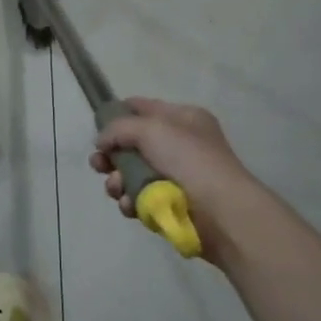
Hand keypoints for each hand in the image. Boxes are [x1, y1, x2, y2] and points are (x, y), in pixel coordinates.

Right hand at [90, 98, 268, 262]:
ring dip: (118, 181)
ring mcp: (177, 176)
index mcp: (182, 118)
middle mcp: (179, 144)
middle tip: (98, 165)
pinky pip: (141, 199)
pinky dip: (132, 202)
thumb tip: (101, 141)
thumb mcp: (151, 129)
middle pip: (132, 145)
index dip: (117, 114)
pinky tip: (131, 206)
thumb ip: (118, 128)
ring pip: (133, 174)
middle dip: (112, 155)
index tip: (97, 129)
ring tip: (117, 189)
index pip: (142, 108)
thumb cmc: (190, 160)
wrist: (223, 212)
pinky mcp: (172, 205)